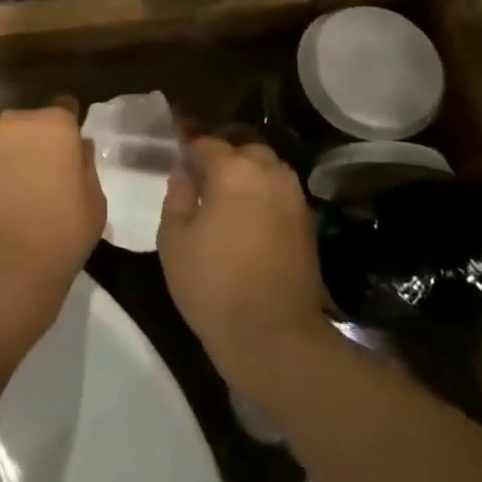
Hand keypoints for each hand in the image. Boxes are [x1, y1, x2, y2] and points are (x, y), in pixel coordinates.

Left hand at [0, 106, 105, 331]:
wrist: (5, 266)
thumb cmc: (60, 237)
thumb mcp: (94, 205)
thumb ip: (85, 166)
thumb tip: (78, 145)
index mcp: (55, 125)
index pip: (64, 107)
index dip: (65, 127)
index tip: (65, 148)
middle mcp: (15, 120)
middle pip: (23, 116)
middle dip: (27, 136)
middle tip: (29, 169)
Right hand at [157, 136, 329, 395]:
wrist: (275, 337)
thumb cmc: (214, 286)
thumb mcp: (174, 242)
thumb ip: (177, 198)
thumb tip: (183, 175)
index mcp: (233, 171)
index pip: (208, 144)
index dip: (190, 145)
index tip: (177, 149)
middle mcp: (268, 174)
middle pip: (244, 150)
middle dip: (224, 157)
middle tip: (203, 177)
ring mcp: (293, 198)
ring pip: (268, 169)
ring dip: (248, 174)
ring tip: (227, 196)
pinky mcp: (307, 223)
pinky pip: (281, 193)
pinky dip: (264, 195)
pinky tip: (248, 216)